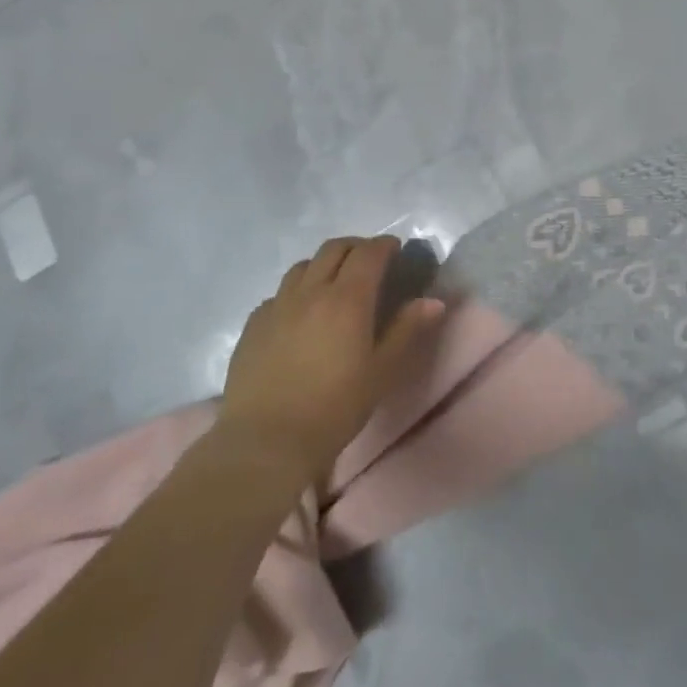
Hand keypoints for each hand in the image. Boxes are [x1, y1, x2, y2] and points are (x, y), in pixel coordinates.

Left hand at [219, 235, 445, 481]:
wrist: (266, 441)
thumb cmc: (334, 408)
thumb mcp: (381, 372)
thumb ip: (407, 330)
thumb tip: (433, 300)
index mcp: (347, 299)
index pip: (368, 253)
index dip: (384, 245)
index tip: (396, 249)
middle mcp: (311, 291)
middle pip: (334, 249)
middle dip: (356, 247)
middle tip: (369, 261)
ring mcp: (277, 305)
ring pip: (303, 266)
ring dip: (324, 264)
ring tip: (334, 283)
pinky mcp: (254, 324)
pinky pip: (279, 293)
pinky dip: (297, 290)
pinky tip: (300, 314)